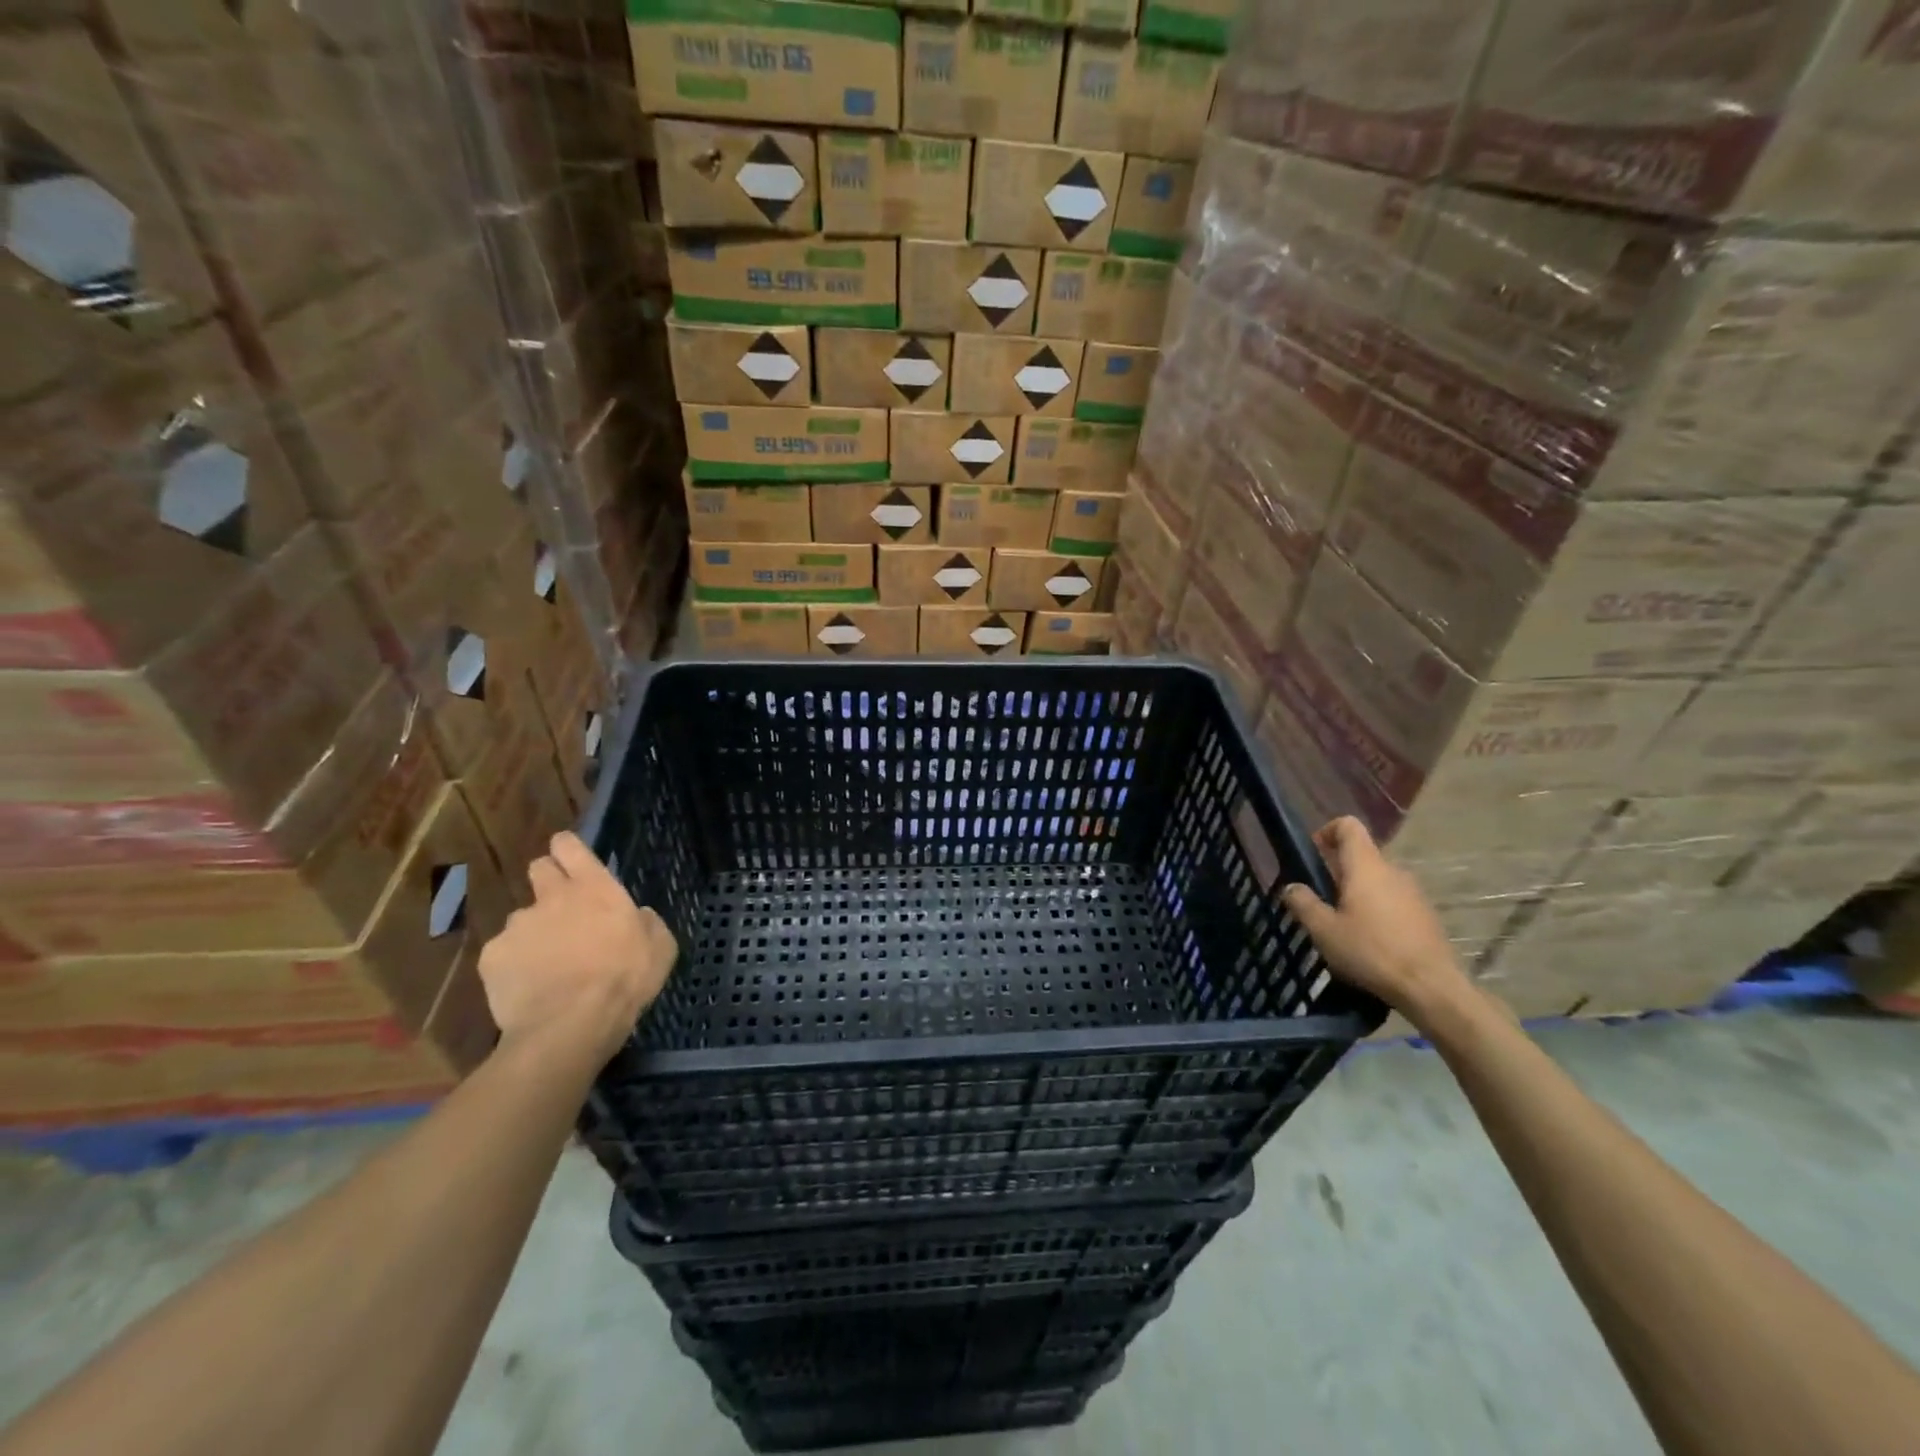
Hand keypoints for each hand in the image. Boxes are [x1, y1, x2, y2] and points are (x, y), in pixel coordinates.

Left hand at [478, 832, 676, 1063]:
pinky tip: (529, 988)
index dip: (568, 849)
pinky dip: (515, 966)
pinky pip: (504, 954)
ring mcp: (517, 926)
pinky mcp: (492, 958)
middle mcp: (551, 897)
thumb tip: (635, 916)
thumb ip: (646, 922)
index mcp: (594, 888)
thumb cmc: (625, 979)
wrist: (570, 1025)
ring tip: (548, 966)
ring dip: (535, 933)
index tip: (572, 860)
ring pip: (523, 919)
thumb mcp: (660, 947)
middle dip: (548, 881)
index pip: (569, 846)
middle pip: (539, 869)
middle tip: (564, 911)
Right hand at [1280, 817, 1468, 1018]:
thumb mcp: (1325, 931)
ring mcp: (1414, 893)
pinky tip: (1370, 941)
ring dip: (1358, 893)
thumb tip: (1291, 887)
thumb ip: (1303, 904)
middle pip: (1362, 855)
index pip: (1349, 826)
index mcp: (1366, 866)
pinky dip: (1378, 910)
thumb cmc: (1371, 951)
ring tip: (1344, 924)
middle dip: (1338, 871)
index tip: (1314, 854)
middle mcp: (1393, 871)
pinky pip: (1394, 900)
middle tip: (1321, 900)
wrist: (1431, 988)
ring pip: (1378, 880)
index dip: (1328, 831)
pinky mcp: (1426, 915)